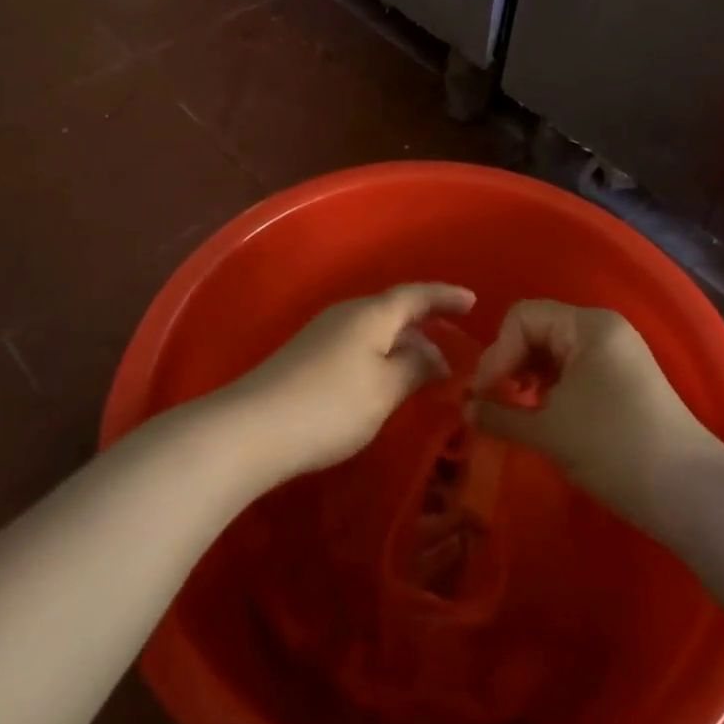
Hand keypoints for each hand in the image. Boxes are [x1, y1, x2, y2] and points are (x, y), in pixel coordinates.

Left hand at [229, 282, 475, 476]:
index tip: (473, 301)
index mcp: (371, 314)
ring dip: (403, 345)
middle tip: (454, 343)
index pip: (416, 295)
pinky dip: (381, 357)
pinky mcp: (307, 357)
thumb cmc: (330, 405)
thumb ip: (415, 368)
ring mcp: (323, 334)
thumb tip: (434, 357)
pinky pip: (358, 346)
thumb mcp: (385, 390)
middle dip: (426, 324)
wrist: (251, 428)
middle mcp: (347, 314)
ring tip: (426, 370)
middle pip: (394, 310)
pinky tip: (386, 383)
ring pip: (375, 330)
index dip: (445, 296)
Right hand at [471, 300, 723, 521]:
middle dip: (510, 363)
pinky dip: (551, 387)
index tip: (484, 394)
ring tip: (515, 411)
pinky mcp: (623, 378)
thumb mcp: (549, 431)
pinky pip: (574, 368)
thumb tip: (464, 410)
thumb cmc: (614, 448)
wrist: (690, 492)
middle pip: (537, 329)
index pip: (522, 317)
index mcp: (587, 325)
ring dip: (528, 377)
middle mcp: (603, 328)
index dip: (497, 352)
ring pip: (555, 351)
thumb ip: (500, 415)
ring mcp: (616, 352)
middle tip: (494, 403)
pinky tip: (542, 415)